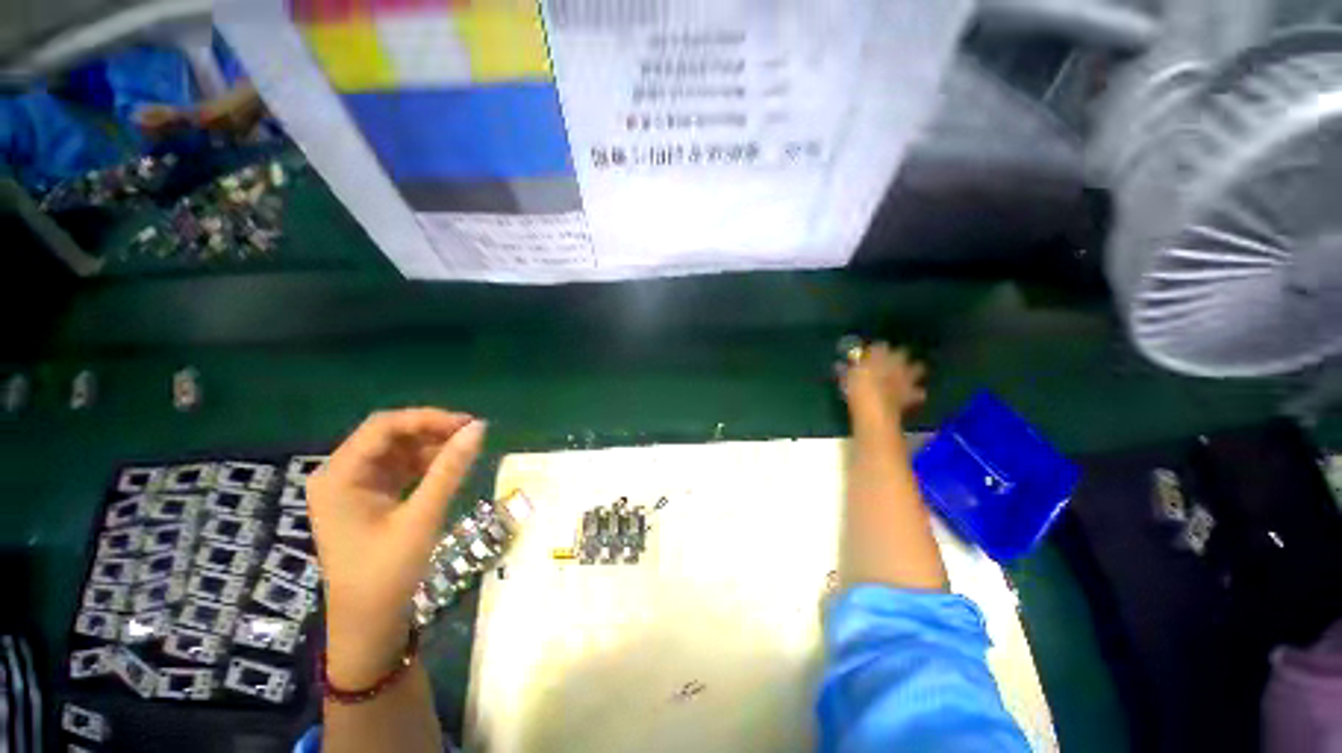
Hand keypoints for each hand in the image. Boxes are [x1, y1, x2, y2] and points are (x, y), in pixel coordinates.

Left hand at [307, 409, 486, 686]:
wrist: (368, 623)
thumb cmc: (387, 573)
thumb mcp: (422, 517)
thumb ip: (450, 469)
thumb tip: (479, 428)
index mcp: (338, 476)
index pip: (383, 427)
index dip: (427, 419)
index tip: (467, 424)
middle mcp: (340, 474)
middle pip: (389, 435)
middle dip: (431, 431)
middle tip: (472, 434)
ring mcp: (353, 486)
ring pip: (397, 450)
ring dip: (431, 446)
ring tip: (466, 450)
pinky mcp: (367, 498)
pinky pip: (399, 468)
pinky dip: (425, 464)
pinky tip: (449, 467)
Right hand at [837, 342, 927, 425]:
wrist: (875, 408)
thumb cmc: (857, 389)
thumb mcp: (846, 378)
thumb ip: (846, 370)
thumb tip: (839, 365)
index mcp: (879, 355)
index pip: (880, 346)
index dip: (875, 349)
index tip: (869, 354)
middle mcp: (896, 362)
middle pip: (903, 353)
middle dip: (900, 355)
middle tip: (892, 361)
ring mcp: (906, 377)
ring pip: (918, 368)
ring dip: (914, 370)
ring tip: (908, 375)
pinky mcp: (911, 392)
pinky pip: (918, 392)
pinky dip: (916, 393)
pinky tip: (913, 395)